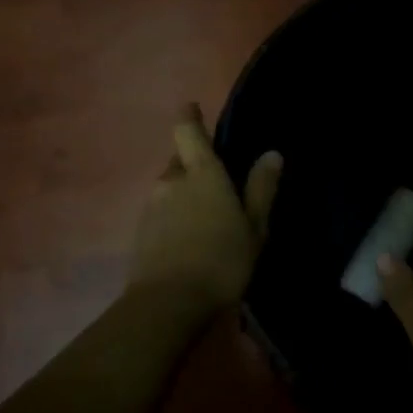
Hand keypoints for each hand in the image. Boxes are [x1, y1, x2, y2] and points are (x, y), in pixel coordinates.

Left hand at [127, 104, 281, 313]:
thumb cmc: (221, 260)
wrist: (168, 304)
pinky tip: (188, 239)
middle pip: (178, 161)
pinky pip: (160, 212)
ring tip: (205, 217)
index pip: (187, 131)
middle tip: (216, 183)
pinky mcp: (140, 233)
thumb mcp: (254, 227)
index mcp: (201, 173)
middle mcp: (171, 182)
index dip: (189, 117)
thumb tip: (271, 154)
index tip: (192, 108)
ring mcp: (151, 207)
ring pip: (168, 188)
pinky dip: (173, 217)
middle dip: (193, 165)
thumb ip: (261, 189)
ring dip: (183, 194)